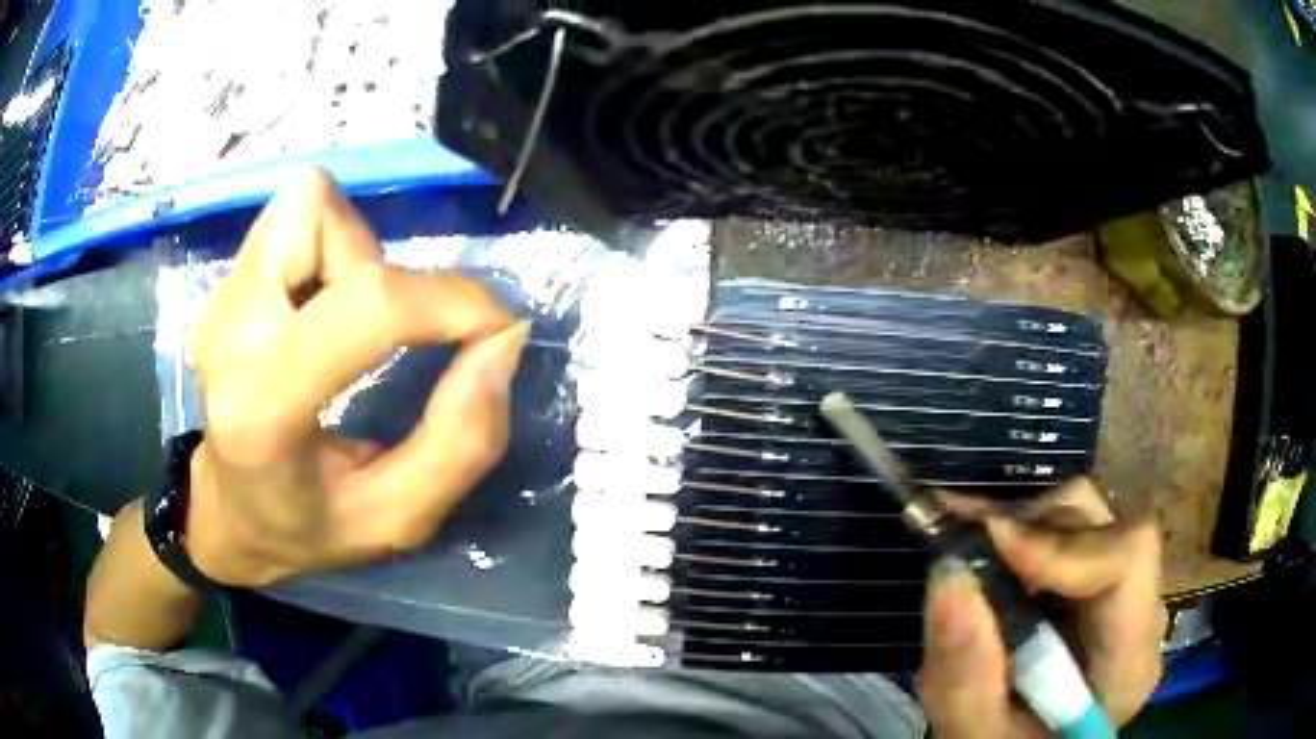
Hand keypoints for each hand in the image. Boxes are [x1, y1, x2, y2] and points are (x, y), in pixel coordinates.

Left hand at [184, 169, 527, 586]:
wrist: (228, 511)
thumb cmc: (308, 527)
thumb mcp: (398, 520)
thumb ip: (461, 443)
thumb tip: (503, 340)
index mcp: (263, 409)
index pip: (366, 304)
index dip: (450, 301)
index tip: (493, 331)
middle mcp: (228, 332)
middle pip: (324, 220)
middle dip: (387, 271)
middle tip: (393, 340)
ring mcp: (219, 299)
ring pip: (309, 205)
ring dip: (357, 253)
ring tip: (353, 325)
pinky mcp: (225, 283)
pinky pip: (295, 219)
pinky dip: (332, 247)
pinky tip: (324, 311)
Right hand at [918, 478, 1166, 736]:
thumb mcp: (973, 733)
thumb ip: (965, 674)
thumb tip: (949, 572)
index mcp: (1128, 665)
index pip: (1128, 560)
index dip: (1062, 544)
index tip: (991, 545)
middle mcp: (1141, 616)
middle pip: (1107, 528)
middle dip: (1034, 528)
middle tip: (965, 539)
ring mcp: (1126, 597)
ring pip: (1089, 519)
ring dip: (1026, 526)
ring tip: (971, 546)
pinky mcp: (1102, 587)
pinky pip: (1074, 534)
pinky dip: (1025, 534)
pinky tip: (988, 548)